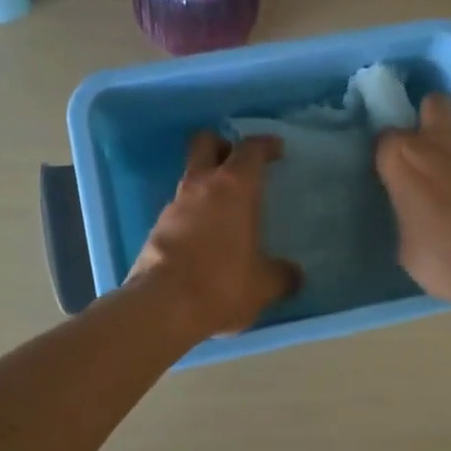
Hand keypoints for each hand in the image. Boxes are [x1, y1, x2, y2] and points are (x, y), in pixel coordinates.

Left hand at [128, 131, 299, 338]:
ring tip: (226, 210)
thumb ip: (282, 275)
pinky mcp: (156, 228)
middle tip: (239, 164)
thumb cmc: (223, 284)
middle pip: (205, 143)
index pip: (250, 149)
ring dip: (207, 184)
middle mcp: (201, 186)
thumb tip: (294, 275)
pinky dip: (193, 214)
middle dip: (222, 146)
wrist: (162, 307)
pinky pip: (179, 208)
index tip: (276, 149)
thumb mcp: (264, 285)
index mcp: (234, 188)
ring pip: (190, 177)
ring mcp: (174, 205)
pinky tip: (205, 238)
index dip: (265, 145)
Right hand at [376, 93, 450, 308]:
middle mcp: (439, 144)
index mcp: (404, 160)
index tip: (391, 176)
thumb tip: (414, 212)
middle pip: (433, 105)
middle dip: (429, 118)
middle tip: (426, 151)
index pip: (385, 139)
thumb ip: (406, 215)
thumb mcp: (407, 247)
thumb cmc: (447, 260)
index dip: (388, 156)